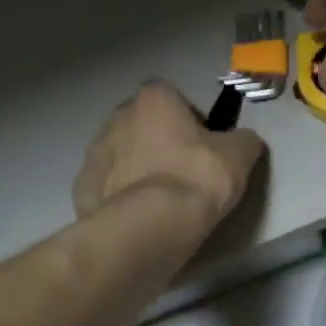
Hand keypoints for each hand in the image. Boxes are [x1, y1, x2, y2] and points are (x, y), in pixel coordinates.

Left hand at [74, 81, 265, 224]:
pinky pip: (107, 187)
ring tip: (161, 202)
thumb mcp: (239, 156)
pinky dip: (120, 197)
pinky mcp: (82, 189)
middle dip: (159, 143)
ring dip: (137, 170)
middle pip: (143, 125)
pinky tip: (139, 217)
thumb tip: (243, 141)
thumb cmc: (195, 178)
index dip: (189, 120)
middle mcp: (117, 117)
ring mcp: (94, 153)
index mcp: (153, 99)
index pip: (172, 98)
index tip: (203, 147)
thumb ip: (242, 140)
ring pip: (122, 156)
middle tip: (183, 173)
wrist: (147, 227)